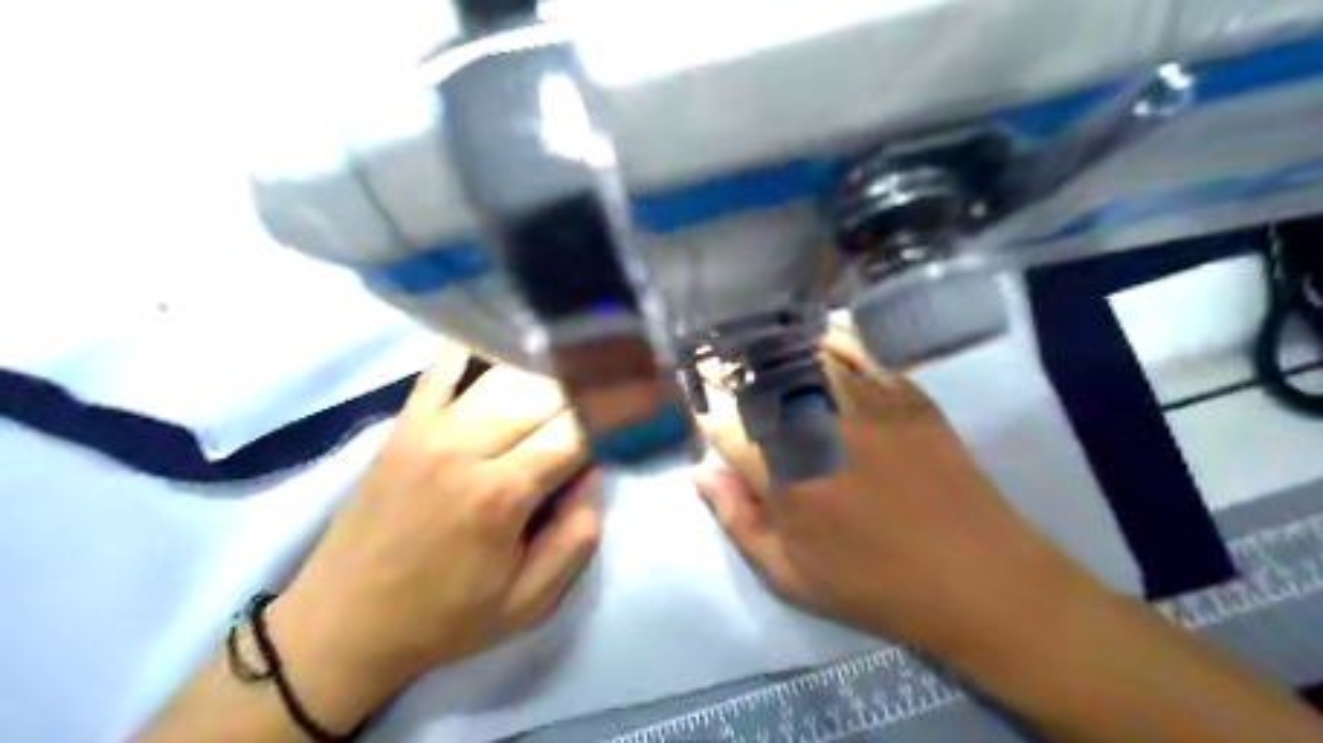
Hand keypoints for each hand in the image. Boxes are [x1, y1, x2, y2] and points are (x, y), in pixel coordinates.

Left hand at [265, 358, 604, 727]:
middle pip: (547, 393)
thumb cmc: (444, 618)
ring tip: (575, 376)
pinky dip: (476, 349)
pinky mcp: (405, 424)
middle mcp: (468, 446)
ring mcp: (431, 427)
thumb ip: (576, 538)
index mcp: (502, 493)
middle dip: (587, 392)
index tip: (639, 412)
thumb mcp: (528, 603)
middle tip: (612, 396)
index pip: (577, 431)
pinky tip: (504, 338)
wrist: (341, 623)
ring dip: (548, 373)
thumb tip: (597, 473)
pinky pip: (442, 367)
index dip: (615, 416)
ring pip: (507, 375)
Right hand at [697, 332, 1102, 665]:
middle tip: (732, 385)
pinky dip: (831, 341)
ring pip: (805, 358)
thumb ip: (738, 522)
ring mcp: (868, 407)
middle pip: (761, 383)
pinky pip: (859, 352)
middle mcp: (822, 431)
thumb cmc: (877, 588)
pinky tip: (819, 342)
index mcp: (788, 480)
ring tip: (768, 356)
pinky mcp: (906, 395)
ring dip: (778, 354)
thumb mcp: (793, 577)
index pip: (726, 428)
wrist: (979, 579)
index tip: (713, 426)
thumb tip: (701, 473)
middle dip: (736, 380)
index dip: (711, 423)